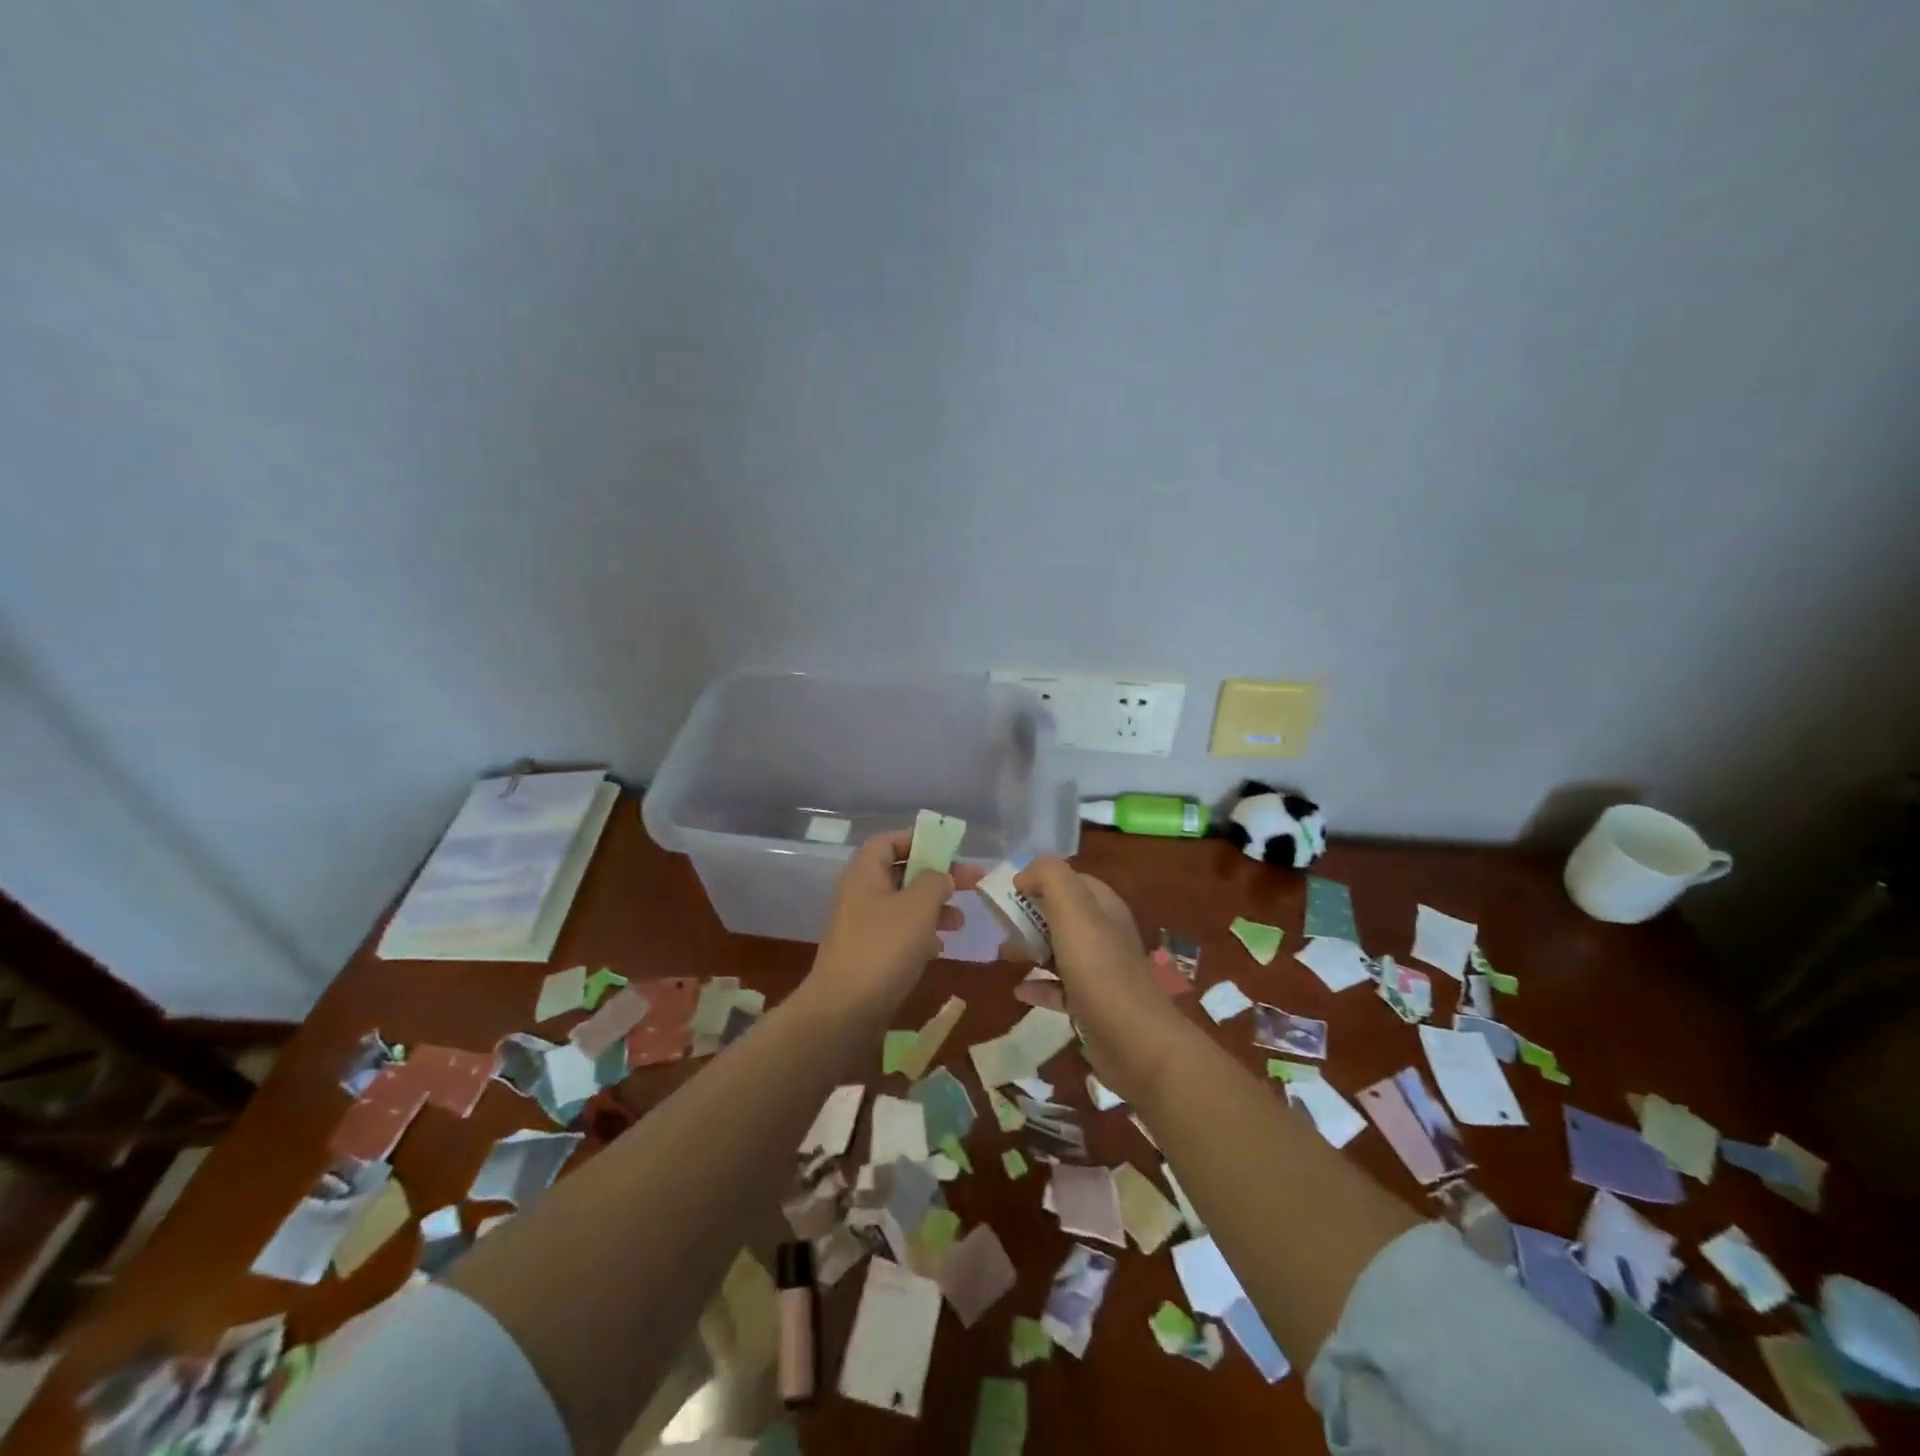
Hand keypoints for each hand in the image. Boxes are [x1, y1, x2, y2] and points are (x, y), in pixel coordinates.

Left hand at [810, 830, 982, 1013]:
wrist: (844, 1009)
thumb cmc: (883, 947)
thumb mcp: (918, 906)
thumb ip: (935, 881)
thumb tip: (941, 876)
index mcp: (865, 872)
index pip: (889, 841)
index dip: (918, 839)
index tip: (949, 849)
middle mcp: (861, 893)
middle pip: (902, 872)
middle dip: (937, 876)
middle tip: (973, 882)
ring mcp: (863, 925)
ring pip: (904, 905)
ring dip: (934, 908)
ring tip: (961, 922)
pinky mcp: (869, 954)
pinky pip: (899, 933)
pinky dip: (921, 935)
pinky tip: (940, 948)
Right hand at [1013, 857, 1179, 1102]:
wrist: (1133, 1040)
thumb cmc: (1098, 968)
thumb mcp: (1073, 909)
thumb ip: (1050, 877)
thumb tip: (1025, 875)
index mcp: (1104, 907)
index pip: (1072, 880)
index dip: (1041, 879)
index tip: (1009, 889)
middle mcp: (1105, 934)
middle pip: (1063, 915)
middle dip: (1030, 915)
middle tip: (1000, 924)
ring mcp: (1100, 971)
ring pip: (1059, 950)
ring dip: (1031, 949)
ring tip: (1003, 953)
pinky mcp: (1092, 1005)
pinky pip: (1060, 988)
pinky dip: (1039, 986)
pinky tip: (1018, 990)